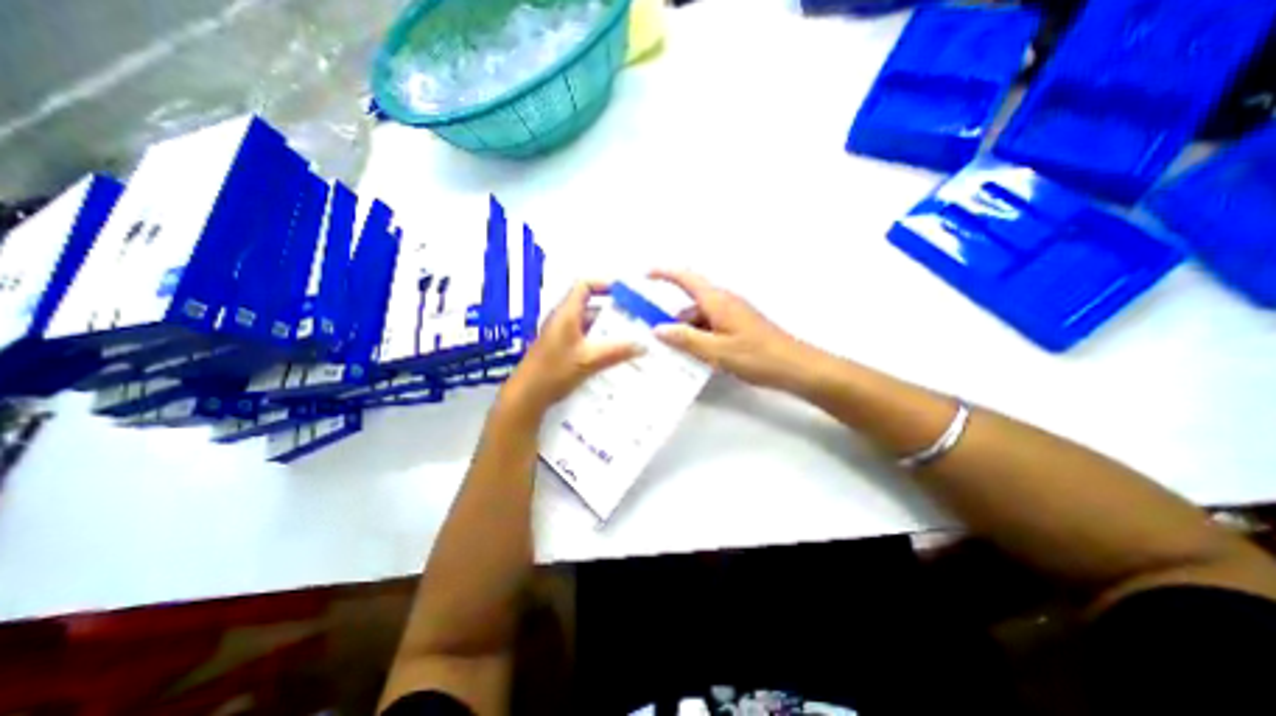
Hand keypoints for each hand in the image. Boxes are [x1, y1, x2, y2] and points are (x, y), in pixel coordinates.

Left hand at [496, 280, 636, 422]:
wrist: (527, 396)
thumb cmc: (554, 371)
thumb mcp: (589, 360)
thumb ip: (617, 351)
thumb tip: (643, 345)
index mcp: (566, 313)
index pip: (584, 285)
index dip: (604, 284)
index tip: (625, 293)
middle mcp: (563, 320)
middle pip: (590, 307)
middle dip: (613, 312)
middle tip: (635, 320)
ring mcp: (561, 335)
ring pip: (589, 326)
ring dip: (608, 330)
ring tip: (630, 338)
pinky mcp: (561, 350)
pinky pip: (585, 340)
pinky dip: (599, 343)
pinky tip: (614, 356)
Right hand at [652, 268, 811, 391]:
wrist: (795, 367)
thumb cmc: (756, 356)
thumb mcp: (716, 351)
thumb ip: (686, 339)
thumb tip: (658, 329)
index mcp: (718, 301)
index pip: (686, 279)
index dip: (665, 273)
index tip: (645, 274)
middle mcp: (724, 302)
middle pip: (691, 303)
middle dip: (672, 317)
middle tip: (654, 335)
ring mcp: (733, 314)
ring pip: (701, 317)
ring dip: (686, 330)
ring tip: (673, 352)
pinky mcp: (739, 326)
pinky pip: (711, 326)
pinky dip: (699, 336)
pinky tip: (695, 356)